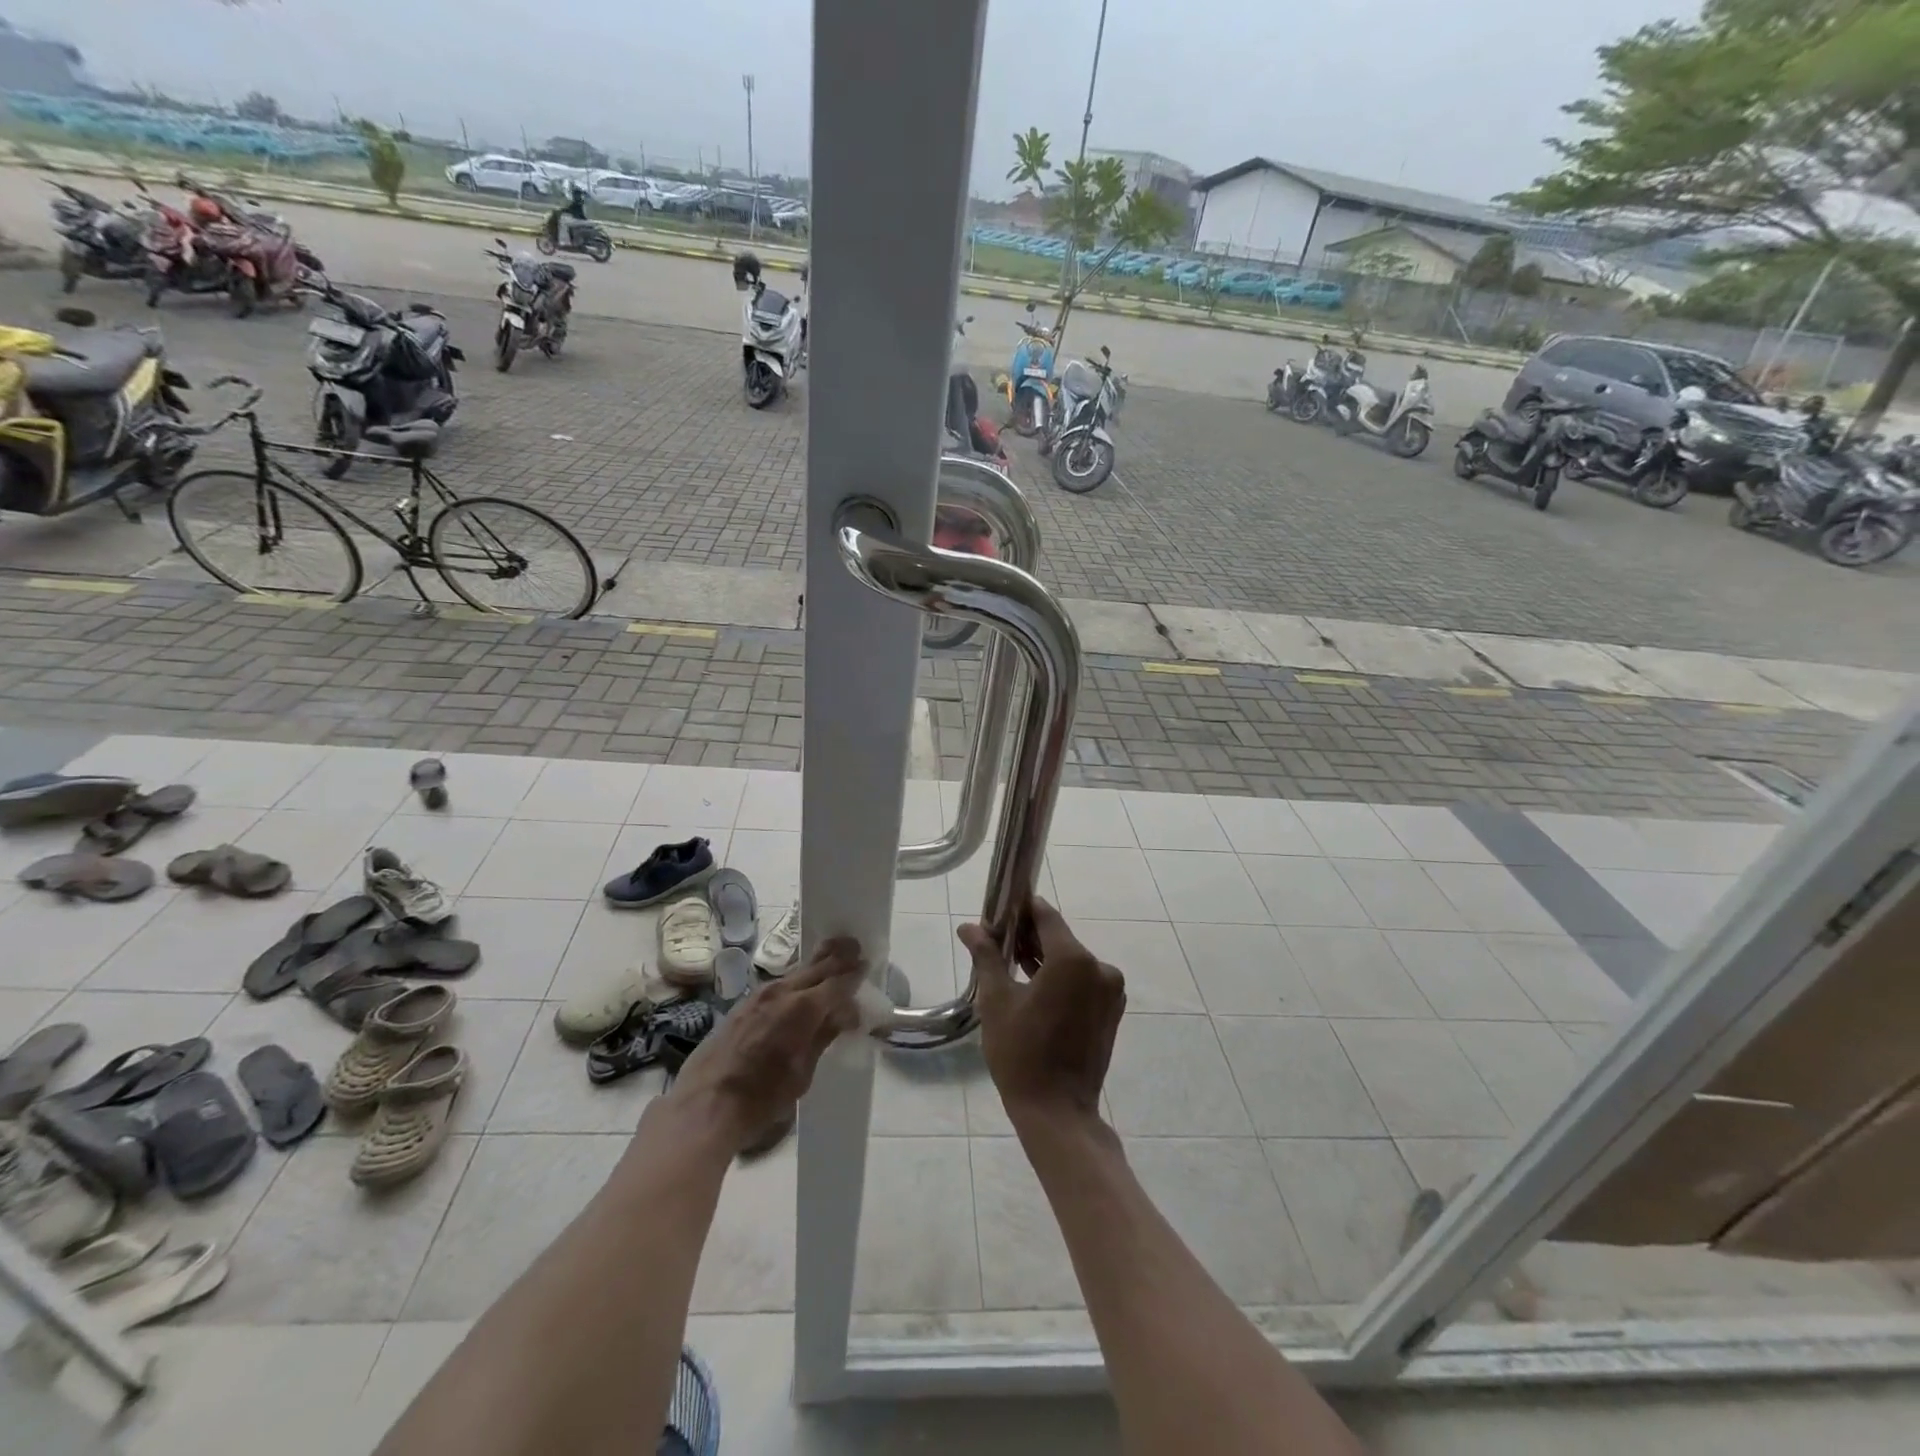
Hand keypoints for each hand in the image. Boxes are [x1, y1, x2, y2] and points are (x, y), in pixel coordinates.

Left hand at [663, 937, 863, 1153]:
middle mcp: (782, 992)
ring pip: (796, 973)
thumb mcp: (802, 1073)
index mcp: (803, 1008)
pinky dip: (796, 981)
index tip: (866, 966)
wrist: (703, 1106)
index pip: (838, 982)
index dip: (854, 974)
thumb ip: (824, 1036)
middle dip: (838, 956)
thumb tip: (845, 1013)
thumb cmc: (760, 1098)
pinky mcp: (742, 1005)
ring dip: (816, 967)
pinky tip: (800, 990)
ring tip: (831, 962)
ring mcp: (759, 995)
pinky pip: (778, 985)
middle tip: (855, 947)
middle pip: (817, 966)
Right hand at [958, 899, 1124, 1126]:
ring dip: (1045, 959)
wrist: (1057, 1112)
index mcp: (1073, 959)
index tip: (999, 913)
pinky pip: (1083, 981)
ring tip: (1011, 965)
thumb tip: (969, 927)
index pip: (1046, 916)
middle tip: (998, 942)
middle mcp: (1100, 968)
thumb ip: (987, 956)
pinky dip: (1061, 979)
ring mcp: (1110, 991)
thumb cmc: (1021, 1053)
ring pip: (1072, 960)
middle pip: (1060, 938)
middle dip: (1030, 937)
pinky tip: (1035, 989)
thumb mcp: (996, 1000)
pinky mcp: (1111, 1011)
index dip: (1021, 910)